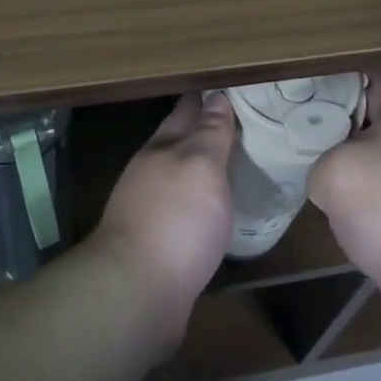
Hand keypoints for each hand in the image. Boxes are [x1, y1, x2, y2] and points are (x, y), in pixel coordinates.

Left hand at [91, 92, 235, 350]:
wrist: (137, 292)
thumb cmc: (174, 219)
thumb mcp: (200, 165)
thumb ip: (210, 133)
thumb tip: (216, 97)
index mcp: (162, 148)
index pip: (186, 111)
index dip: (207, 98)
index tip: (231, 87)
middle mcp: (152, 173)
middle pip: (181, 143)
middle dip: (205, 130)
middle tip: (243, 121)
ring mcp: (151, 210)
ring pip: (183, 177)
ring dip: (204, 168)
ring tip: (236, 162)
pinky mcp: (158, 244)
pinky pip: (187, 211)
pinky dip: (203, 203)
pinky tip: (219, 209)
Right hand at [308, 66, 380, 344]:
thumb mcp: (336, 170)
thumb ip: (317, 161)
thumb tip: (325, 181)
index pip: (380, 71)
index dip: (347, 64)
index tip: (310, 65)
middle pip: (369, 115)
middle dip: (332, 113)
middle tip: (289, 112)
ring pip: (369, 158)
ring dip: (339, 159)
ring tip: (297, 156)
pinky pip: (373, 197)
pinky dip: (350, 198)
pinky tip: (322, 205)